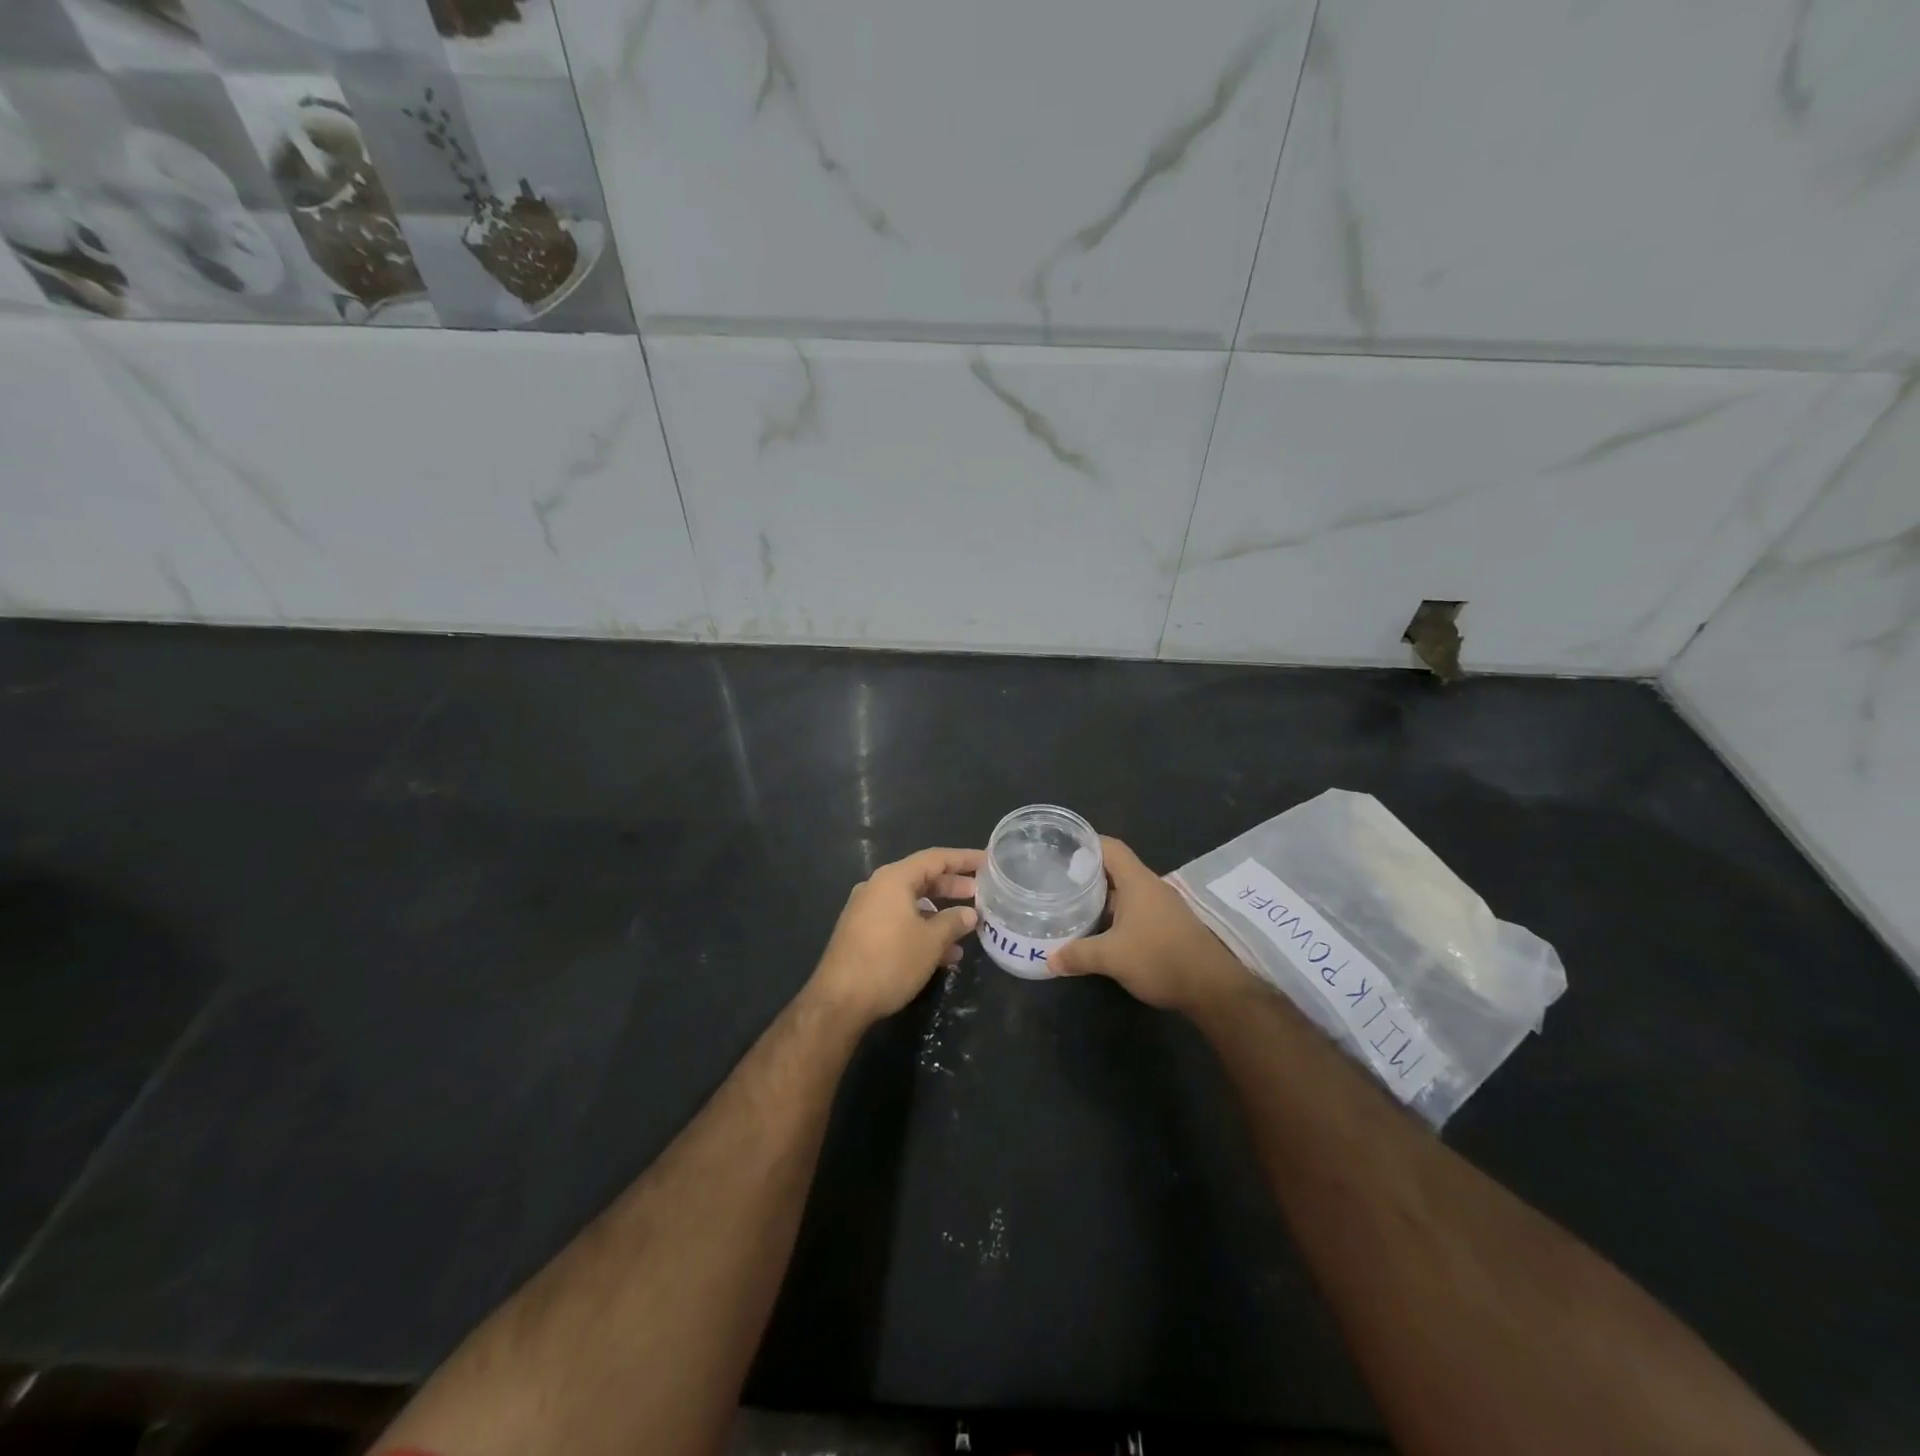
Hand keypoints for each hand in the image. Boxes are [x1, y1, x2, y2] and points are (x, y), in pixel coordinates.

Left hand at [809, 847, 982, 1023]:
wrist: (839, 1001)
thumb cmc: (890, 962)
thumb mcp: (930, 942)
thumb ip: (953, 922)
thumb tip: (969, 914)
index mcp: (893, 879)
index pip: (935, 858)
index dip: (964, 859)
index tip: (987, 862)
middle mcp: (877, 888)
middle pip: (922, 878)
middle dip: (953, 887)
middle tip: (980, 894)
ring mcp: (867, 911)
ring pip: (911, 903)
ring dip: (939, 914)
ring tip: (966, 928)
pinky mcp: (862, 933)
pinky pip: (899, 921)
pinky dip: (921, 930)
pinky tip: (943, 954)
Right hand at [1049, 837, 1247, 1012]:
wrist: (1212, 987)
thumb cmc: (1160, 958)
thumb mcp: (1111, 957)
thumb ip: (1078, 954)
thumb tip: (1049, 960)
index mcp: (1138, 881)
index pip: (1110, 847)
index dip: (1087, 843)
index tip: (1062, 847)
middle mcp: (1151, 887)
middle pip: (1116, 869)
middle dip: (1089, 873)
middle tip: (1059, 880)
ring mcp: (1163, 907)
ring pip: (1126, 893)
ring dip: (1102, 897)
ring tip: (1074, 905)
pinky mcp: (1169, 927)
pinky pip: (1136, 910)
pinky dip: (1117, 915)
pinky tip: (1101, 931)